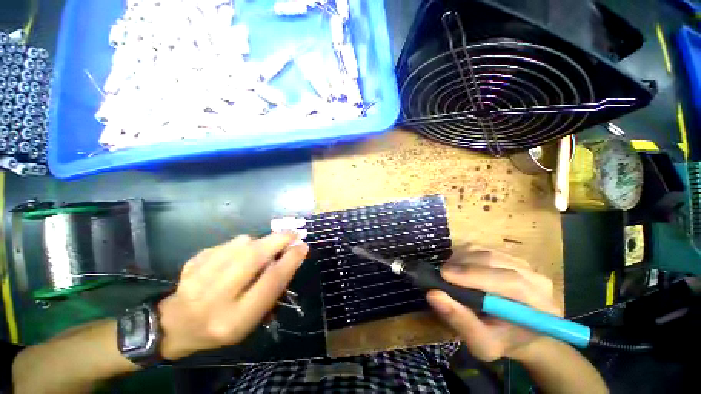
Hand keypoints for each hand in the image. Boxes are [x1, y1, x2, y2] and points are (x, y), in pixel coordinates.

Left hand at [156, 233, 307, 359]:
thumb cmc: (222, 326)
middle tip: (292, 234)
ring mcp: (198, 277)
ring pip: (240, 245)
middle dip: (278, 241)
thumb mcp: (250, 320)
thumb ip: (270, 290)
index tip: (303, 246)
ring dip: (260, 241)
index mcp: (234, 319)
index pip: (270, 283)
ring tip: (265, 246)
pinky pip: (227, 244)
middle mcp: (215, 298)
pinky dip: (241, 244)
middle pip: (253, 258)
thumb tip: (288, 258)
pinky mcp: (192, 262)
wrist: (176, 325)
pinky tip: (240, 253)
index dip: (290, 261)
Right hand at [427, 248, 560, 361]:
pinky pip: (482, 248)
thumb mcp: (481, 344)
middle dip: (463, 265)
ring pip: (486, 252)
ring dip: (461, 260)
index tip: (444, 275)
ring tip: (449, 274)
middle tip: (440, 274)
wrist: (517, 332)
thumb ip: (461, 321)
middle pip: (496, 261)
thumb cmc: (501, 340)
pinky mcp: (509, 256)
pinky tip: (458, 268)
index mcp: (541, 307)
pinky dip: (464, 255)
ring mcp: (524, 264)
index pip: (511, 282)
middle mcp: (537, 279)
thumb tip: (433, 294)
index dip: (475, 276)